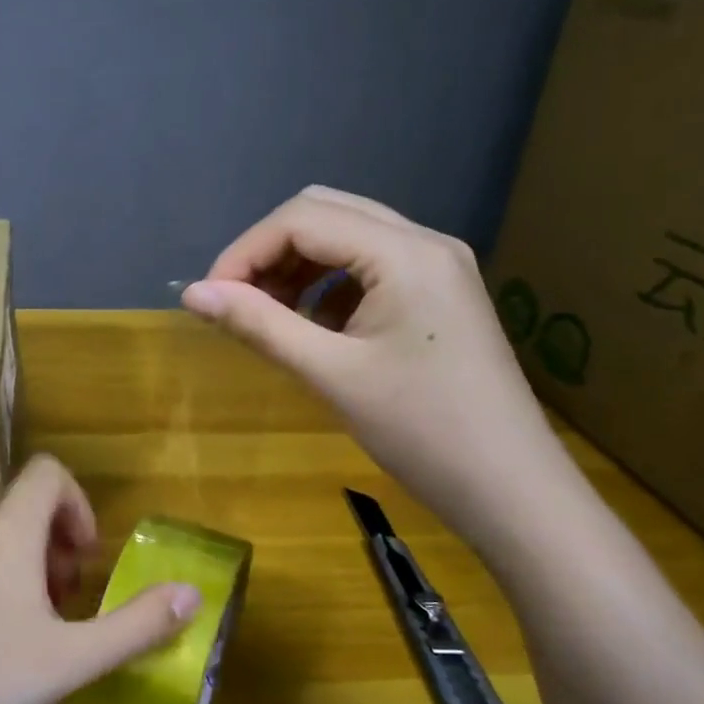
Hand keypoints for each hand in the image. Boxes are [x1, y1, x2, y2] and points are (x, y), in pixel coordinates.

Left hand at [0, 455, 202, 703]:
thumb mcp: (70, 662)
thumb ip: (137, 624)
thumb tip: (194, 593)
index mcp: (6, 531)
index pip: (48, 472)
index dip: (76, 504)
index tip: (82, 560)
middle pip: (13, 505)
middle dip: (44, 541)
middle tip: (54, 603)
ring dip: (2, 561)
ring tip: (7, 628)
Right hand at [180, 186, 573, 548]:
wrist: (512, 489)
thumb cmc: (421, 431)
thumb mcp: (330, 374)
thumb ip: (258, 324)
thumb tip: (191, 294)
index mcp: (405, 252)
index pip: (302, 219)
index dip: (245, 252)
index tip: (210, 299)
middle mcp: (425, 242)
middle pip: (324, 213)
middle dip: (269, 251)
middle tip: (236, 302)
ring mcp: (438, 266)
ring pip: (346, 236)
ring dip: (297, 265)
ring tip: (267, 315)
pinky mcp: (440, 293)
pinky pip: (369, 265)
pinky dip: (328, 283)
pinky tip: (313, 325)